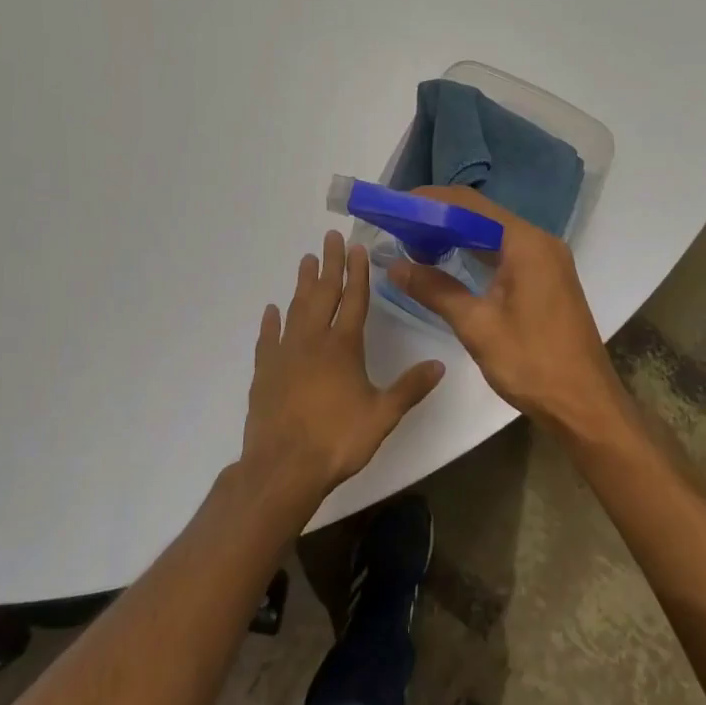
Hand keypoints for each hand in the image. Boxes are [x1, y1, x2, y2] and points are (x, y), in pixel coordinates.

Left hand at [242, 230, 444, 504]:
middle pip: (322, 293)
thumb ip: (410, 388)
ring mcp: (285, 353)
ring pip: (295, 308)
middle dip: (328, 264)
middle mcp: (313, 341)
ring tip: (305, 259)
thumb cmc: (337, 440)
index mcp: (344, 346)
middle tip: (328, 237)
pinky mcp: (264, 371)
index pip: (354, 300)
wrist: (283, 468)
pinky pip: (268, 338)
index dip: (356, 272)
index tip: (356, 247)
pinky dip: (271, 321)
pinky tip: (272, 309)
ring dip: (302, 283)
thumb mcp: (382, 416)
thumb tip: (440, 364)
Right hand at [387, 188, 624, 436]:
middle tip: (399, 227)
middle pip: (482, 216)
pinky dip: (475, 253)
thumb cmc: (532, 362)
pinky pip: (505, 252)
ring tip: (415, 243)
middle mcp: (539, 242)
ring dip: (456, 235)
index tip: (396, 208)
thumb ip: (435, 290)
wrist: (585, 405)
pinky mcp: (546, 279)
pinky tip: (449, 263)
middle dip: (440, 218)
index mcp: (525, 243)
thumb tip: (395, 266)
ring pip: (493, 234)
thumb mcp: (476, 325)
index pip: (470, 205)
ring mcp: (546, 260)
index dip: (431, 202)